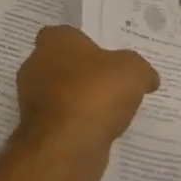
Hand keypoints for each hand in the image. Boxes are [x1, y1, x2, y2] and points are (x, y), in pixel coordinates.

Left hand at [13, 25, 159, 180]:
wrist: (67, 147)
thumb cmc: (97, 93)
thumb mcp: (134, 71)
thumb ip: (142, 70)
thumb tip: (149, 79)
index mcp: (54, 42)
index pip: (63, 34)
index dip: (83, 43)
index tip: (104, 56)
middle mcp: (36, 67)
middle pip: (61, 65)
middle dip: (82, 74)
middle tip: (112, 83)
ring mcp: (32, 102)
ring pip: (60, 95)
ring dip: (80, 102)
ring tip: (111, 111)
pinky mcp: (37, 131)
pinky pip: (62, 122)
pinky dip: (77, 125)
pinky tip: (100, 132)